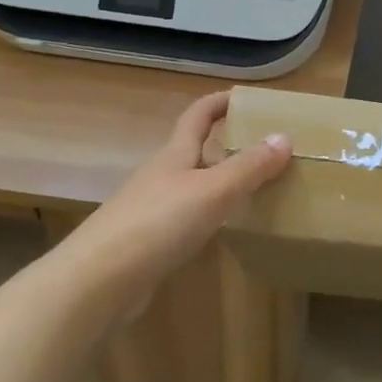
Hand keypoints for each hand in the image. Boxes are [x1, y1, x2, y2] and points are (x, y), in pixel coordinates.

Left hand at [71, 90, 291, 289]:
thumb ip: (249, 166)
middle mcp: (161, 175)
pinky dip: (209, 215)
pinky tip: (224, 230)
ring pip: (192, 185)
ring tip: (255, 188)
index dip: (220, 102)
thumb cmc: (158, 223)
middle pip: (195, 149)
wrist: (97, 282)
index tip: (248, 98)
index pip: (198, 115)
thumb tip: (284, 136)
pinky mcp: (147, 242)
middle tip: (265, 148)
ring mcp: (151, 209)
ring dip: (220, 181)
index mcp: (175, 154)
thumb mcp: (213, 190)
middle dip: (226, 144)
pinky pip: (186, 217)